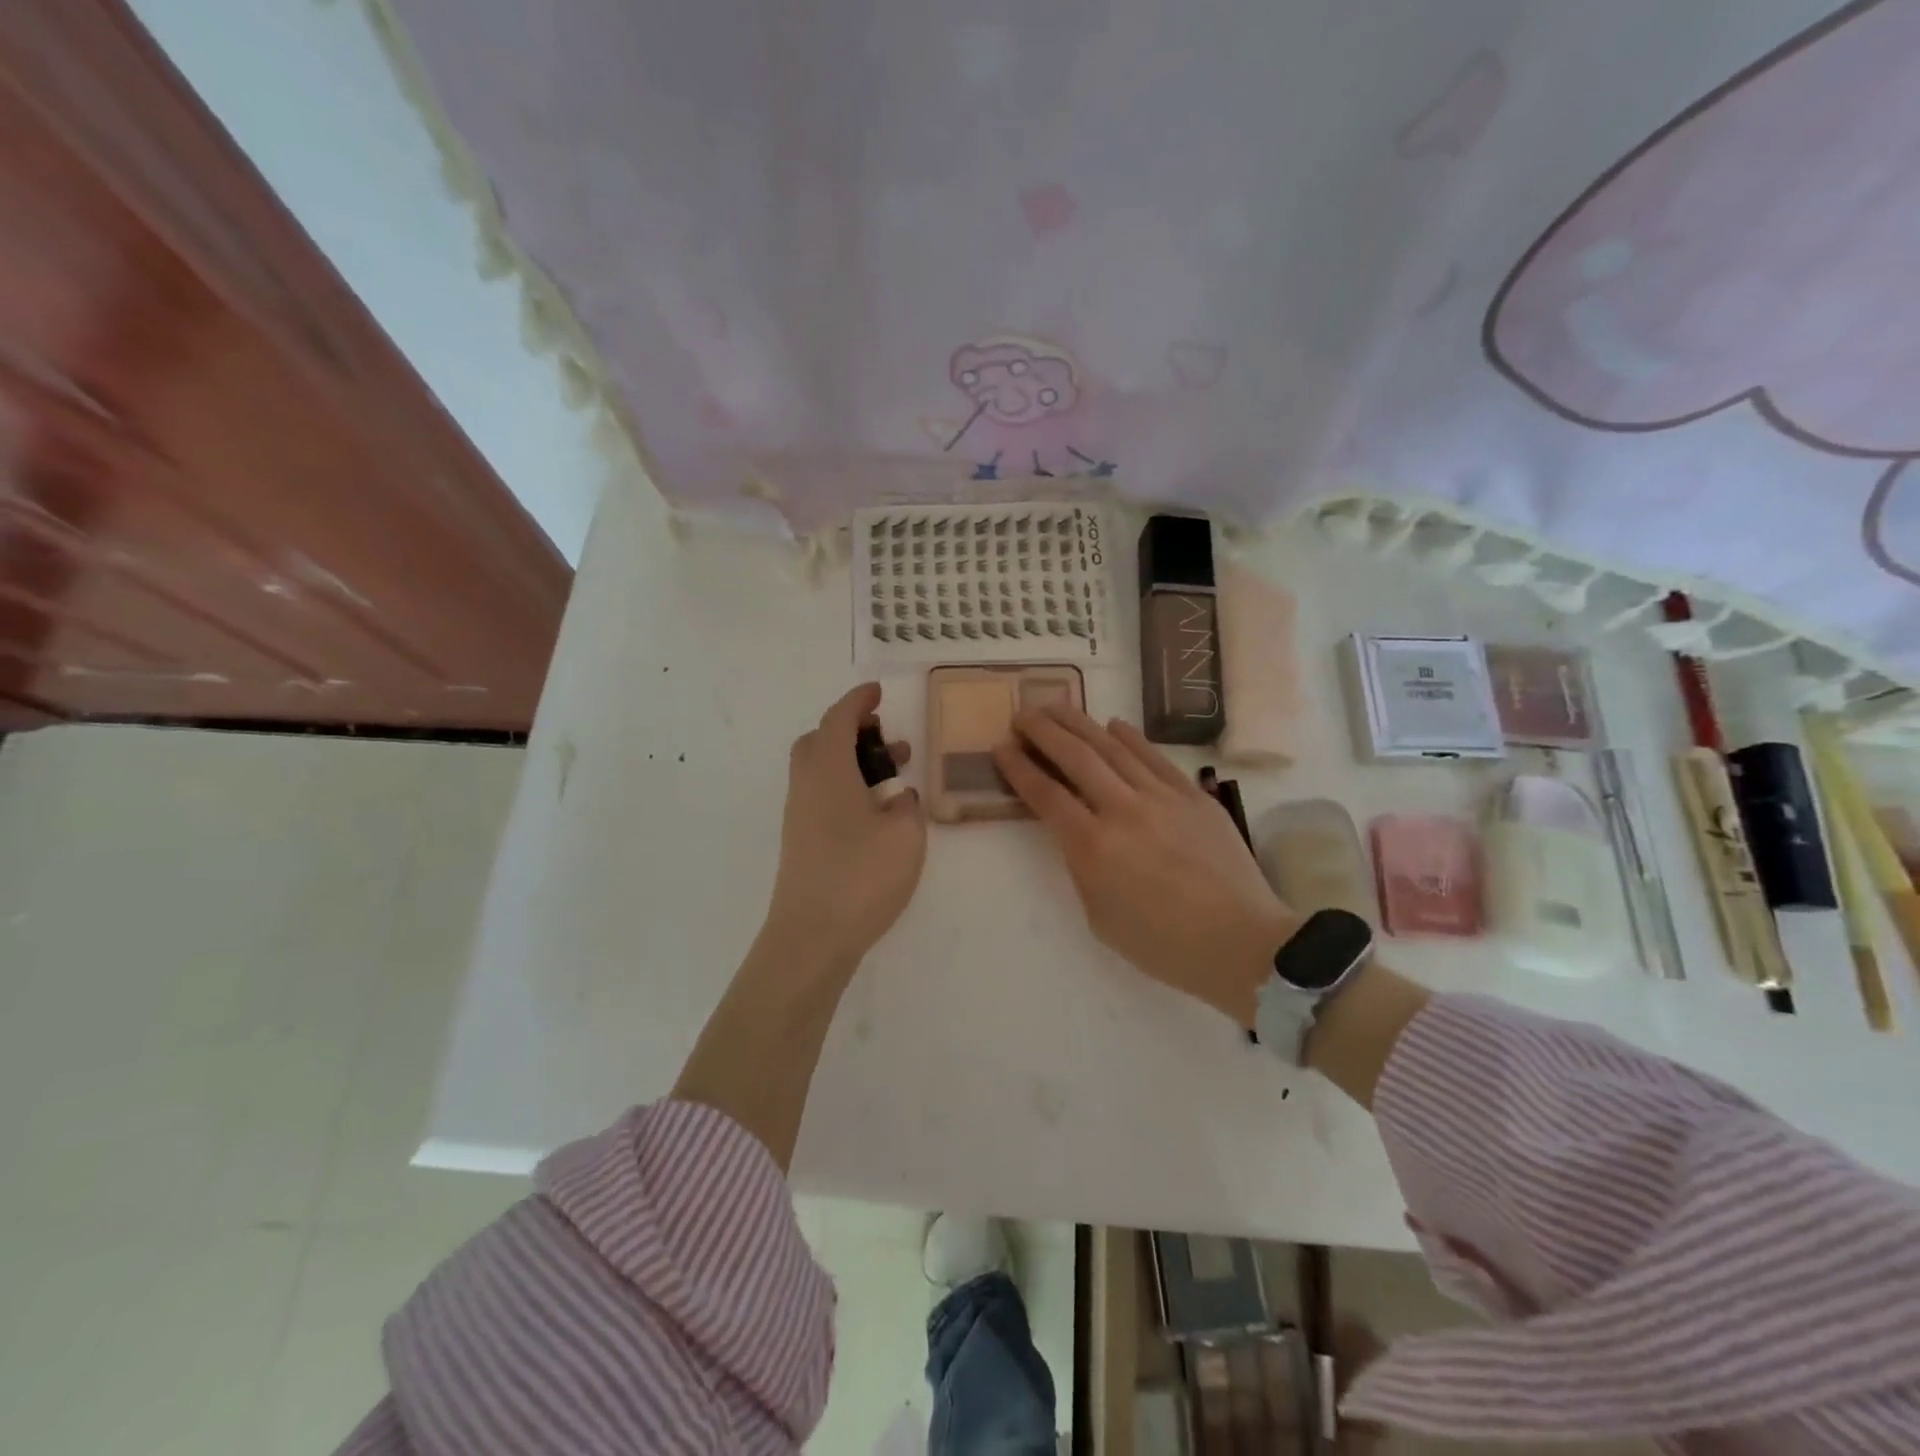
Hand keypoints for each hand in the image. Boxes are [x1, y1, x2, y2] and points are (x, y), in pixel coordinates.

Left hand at [765, 682, 927, 967]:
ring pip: (820, 770)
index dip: (858, 701)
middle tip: (884, 736)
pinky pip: (821, 795)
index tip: (877, 691)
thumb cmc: (861, 876)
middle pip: (819, 741)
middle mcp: (807, 786)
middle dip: (850, 730)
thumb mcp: (905, 835)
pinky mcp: (801, 842)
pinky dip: (846, 787)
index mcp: (829, 771)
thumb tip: (898, 798)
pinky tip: (876, 812)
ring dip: (851, 760)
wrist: (811, 937)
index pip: (839, 720)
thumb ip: (907, 807)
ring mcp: (799, 815)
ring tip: (893, 774)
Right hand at [992, 704, 1296, 1026]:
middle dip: (1044, 731)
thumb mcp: (1100, 917)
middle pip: (1076, 758)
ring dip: (1081, 724)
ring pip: (1113, 747)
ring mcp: (1162, 797)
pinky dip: (1131, 737)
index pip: (1046, 795)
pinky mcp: (1193, 795)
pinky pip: (1155, 757)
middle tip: (1023, 714)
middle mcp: (1123, 810)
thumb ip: (1081, 867)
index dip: (1019, 768)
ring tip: (1058, 707)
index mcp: (1093, 847)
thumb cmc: (1163, 944)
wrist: (1241, 942)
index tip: (1001, 747)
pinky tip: (1114, 725)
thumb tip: (1077, 832)